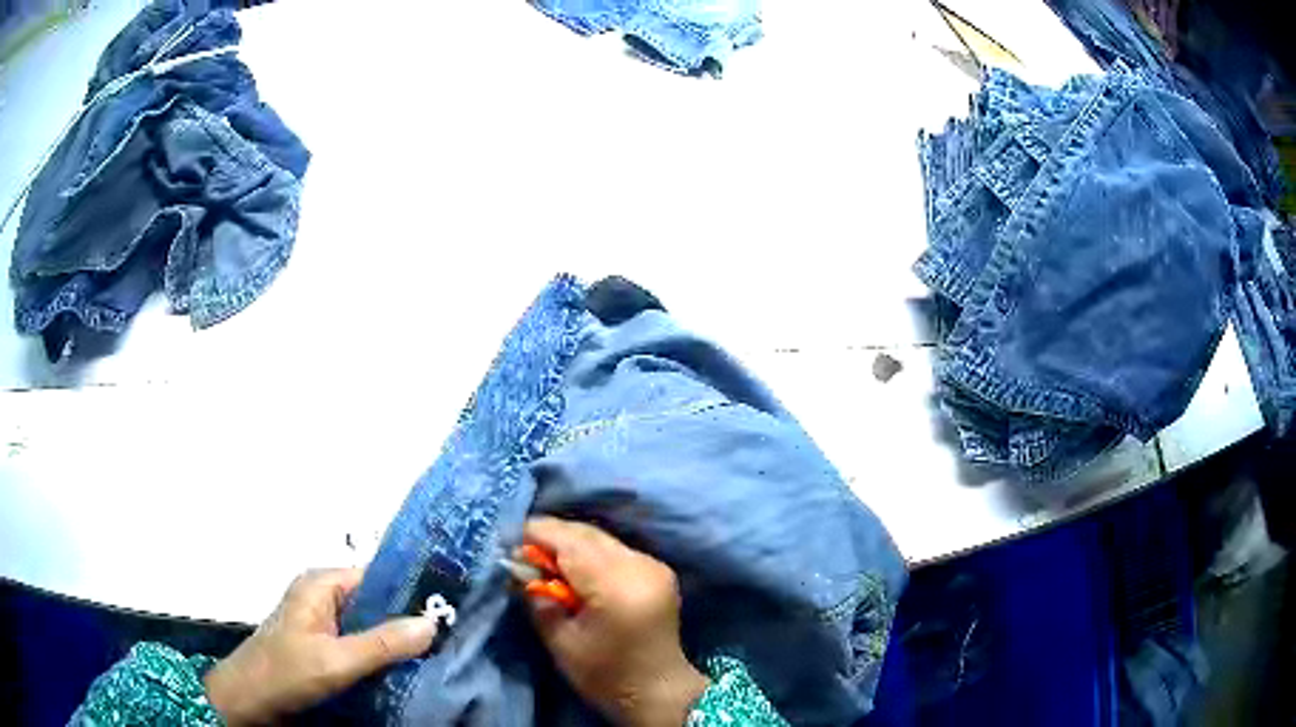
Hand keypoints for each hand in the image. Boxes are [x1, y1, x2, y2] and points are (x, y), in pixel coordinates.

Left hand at [204, 568, 436, 724]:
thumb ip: (382, 643)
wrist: (248, 700)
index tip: (449, 611)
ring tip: (435, 654)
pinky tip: (404, 668)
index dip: (411, 591)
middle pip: (375, 601)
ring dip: (396, 640)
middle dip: (407, 619)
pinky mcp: (322, 645)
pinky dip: (381, 654)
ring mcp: (321, 621)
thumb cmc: (286, 672)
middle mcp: (322, 595)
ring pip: (370, 625)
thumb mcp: (335, 661)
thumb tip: (432, 623)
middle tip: (449, 638)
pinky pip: (360, 643)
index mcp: (321, 583)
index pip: (377, 576)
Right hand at [522, 517, 709, 726]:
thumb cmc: (605, 675)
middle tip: (522, 553)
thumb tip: (519, 566)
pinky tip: (574, 571)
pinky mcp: (658, 570)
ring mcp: (653, 566)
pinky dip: (591, 553)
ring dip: (571, 544)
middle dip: (552, 537)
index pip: (570, 542)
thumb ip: (538, 598)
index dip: (536, 534)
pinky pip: (616, 550)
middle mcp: (639, 566)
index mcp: (616, 586)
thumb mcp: (561, 641)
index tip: (508, 540)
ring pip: (602, 539)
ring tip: (544, 562)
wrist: (658, 691)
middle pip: (587, 534)